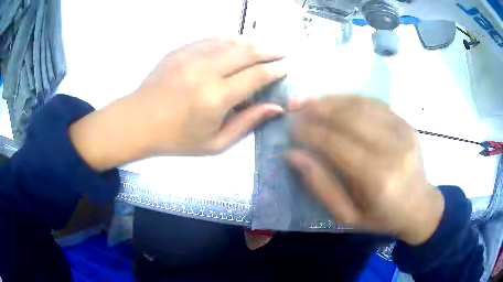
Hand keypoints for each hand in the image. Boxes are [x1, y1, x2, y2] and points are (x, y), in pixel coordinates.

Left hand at [70, 37, 286, 169]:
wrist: (139, 121)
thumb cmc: (177, 139)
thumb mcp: (216, 143)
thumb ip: (248, 123)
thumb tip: (276, 108)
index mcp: (216, 98)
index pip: (257, 76)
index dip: (276, 70)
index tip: (286, 67)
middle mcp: (206, 71)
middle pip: (248, 51)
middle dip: (270, 50)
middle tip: (282, 51)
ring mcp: (191, 56)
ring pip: (231, 40)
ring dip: (252, 42)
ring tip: (264, 46)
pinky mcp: (180, 50)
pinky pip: (212, 39)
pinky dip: (229, 39)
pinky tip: (236, 43)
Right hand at [286, 96, 444, 244]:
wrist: (420, 207)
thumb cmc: (382, 218)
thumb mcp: (347, 216)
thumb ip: (321, 186)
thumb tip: (293, 155)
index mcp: (377, 178)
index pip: (335, 144)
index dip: (309, 131)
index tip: (291, 126)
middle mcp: (392, 149)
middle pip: (348, 118)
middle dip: (317, 109)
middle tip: (296, 107)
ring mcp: (403, 131)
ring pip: (361, 105)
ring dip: (332, 100)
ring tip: (311, 101)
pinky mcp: (407, 123)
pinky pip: (375, 103)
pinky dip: (352, 99)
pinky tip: (337, 102)